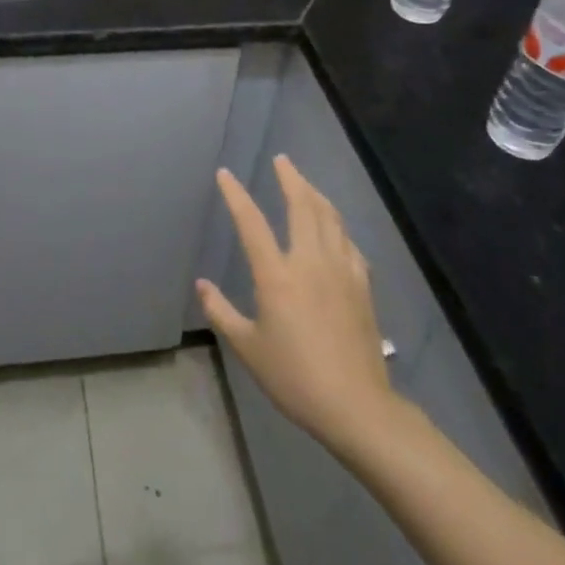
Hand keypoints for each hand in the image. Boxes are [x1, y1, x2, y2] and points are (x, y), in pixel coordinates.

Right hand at [197, 155, 401, 456]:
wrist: (356, 405)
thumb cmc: (295, 377)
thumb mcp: (248, 348)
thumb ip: (222, 312)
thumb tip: (202, 284)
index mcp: (277, 275)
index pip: (251, 222)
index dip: (236, 194)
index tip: (225, 174)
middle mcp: (310, 261)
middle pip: (302, 205)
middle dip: (290, 178)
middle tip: (282, 160)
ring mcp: (341, 269)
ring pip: (330, 217)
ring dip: (315, 194)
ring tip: (305, 183)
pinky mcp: (362, 284)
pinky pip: (348, 242)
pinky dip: (337, 225)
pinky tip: (334, 229)